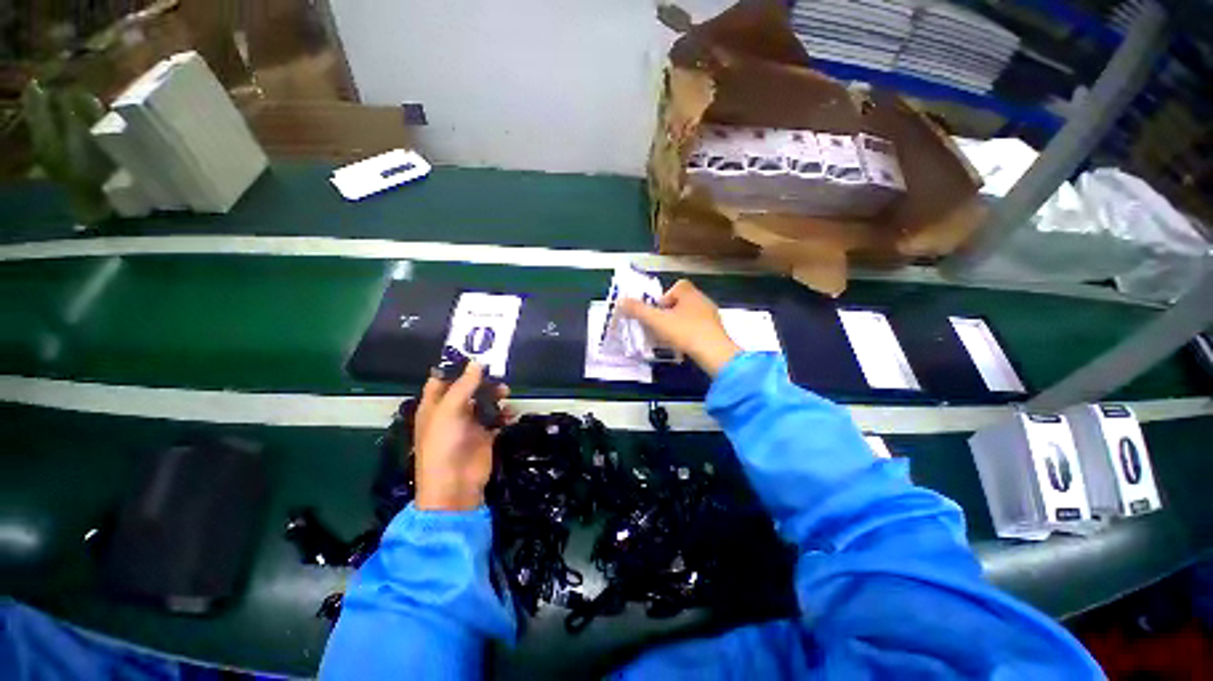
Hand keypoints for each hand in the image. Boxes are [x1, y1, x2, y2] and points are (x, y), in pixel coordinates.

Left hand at [413, 362, 507, 511]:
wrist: (455, 485)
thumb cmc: (444, 445)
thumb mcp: (449, 411)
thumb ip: (464, 386)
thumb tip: (477, 363)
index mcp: (434, 405)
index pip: (441, 379)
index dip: (455, 366)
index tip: (474, 353)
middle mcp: (451, 412)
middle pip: (467, 388)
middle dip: (482, 380)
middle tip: (497, 373)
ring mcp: (469, 423)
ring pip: (484, 401)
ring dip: (496, 396)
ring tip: (506, 393)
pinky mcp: (485, 434)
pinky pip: (497, 418)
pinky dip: (504, 414)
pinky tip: (510, 415)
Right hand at [618, 279, 740, 376]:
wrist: (715, 353)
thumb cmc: (685, 332)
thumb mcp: (657, 321)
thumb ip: (638, 310)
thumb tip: (620, 300)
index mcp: (690, 293)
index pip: (678, 286)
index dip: (666, 296)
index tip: (659, 311)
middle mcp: (703, 300)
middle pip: (683, 300)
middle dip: (671, 312)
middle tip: (662, 326)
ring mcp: (712, 315)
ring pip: (691, 314)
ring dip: (680, 322)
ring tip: (672, 337)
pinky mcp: (717, 330)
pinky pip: (700, 326)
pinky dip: (691, 332)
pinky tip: (685, 344)